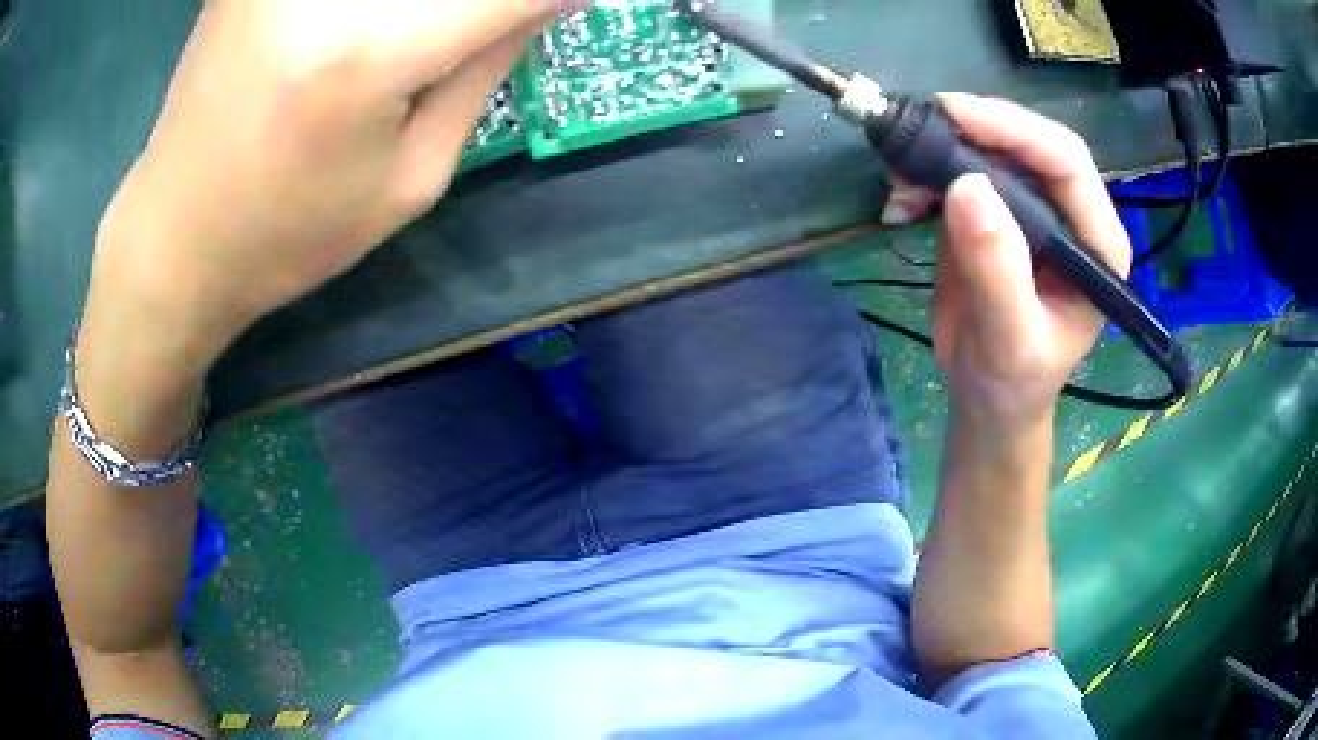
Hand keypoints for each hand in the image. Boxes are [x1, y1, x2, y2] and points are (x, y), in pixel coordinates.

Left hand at [85, 0, 560, 369]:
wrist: (172, 241)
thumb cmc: (288, 235)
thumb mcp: (410, 180)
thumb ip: (485, 70)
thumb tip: (547, 0)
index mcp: (373, 50)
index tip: (571, 5)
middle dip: (486, 5)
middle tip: (483, 31)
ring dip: (431, 10)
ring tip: (411, 55)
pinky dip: (376, 9)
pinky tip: (369, 34)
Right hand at [931, 94, 1130, 427]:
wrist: (987, 395)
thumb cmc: (1014, 380)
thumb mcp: (1010, 339)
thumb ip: (999, 271)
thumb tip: (968, 187)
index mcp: (1096, 242)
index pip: (1067, 163)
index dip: (1016, 131)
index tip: (957, 116)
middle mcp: (1068, 215)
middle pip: (1027, 144)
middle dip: (973, 131)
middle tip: (919, 133)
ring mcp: (1029, 209)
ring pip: (990, 150)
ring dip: (940, 151)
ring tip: (900, 179)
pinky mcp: (993, 211)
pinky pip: (960, 171)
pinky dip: (924, 174)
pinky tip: (900, 199)